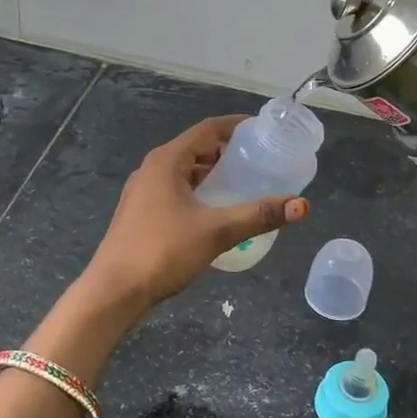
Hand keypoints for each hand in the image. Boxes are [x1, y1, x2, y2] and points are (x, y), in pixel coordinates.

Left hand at [83, 116, 310, 307]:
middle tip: (261, 160)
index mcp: (166, 161)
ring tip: (245, 183)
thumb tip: (302, 205)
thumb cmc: (162, 252)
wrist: (113, 292)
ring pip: (186, 172)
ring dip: (214, 173)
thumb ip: (259, 215)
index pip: (207, 129)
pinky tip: (217, 210)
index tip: (264, 130)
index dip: (236, 125)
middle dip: (228, 152)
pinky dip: (200, 191)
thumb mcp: (216, 231)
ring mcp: (144, 192)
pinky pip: (177, 190)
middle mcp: (153, 169)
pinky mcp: (142, 213)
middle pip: (196, 149)